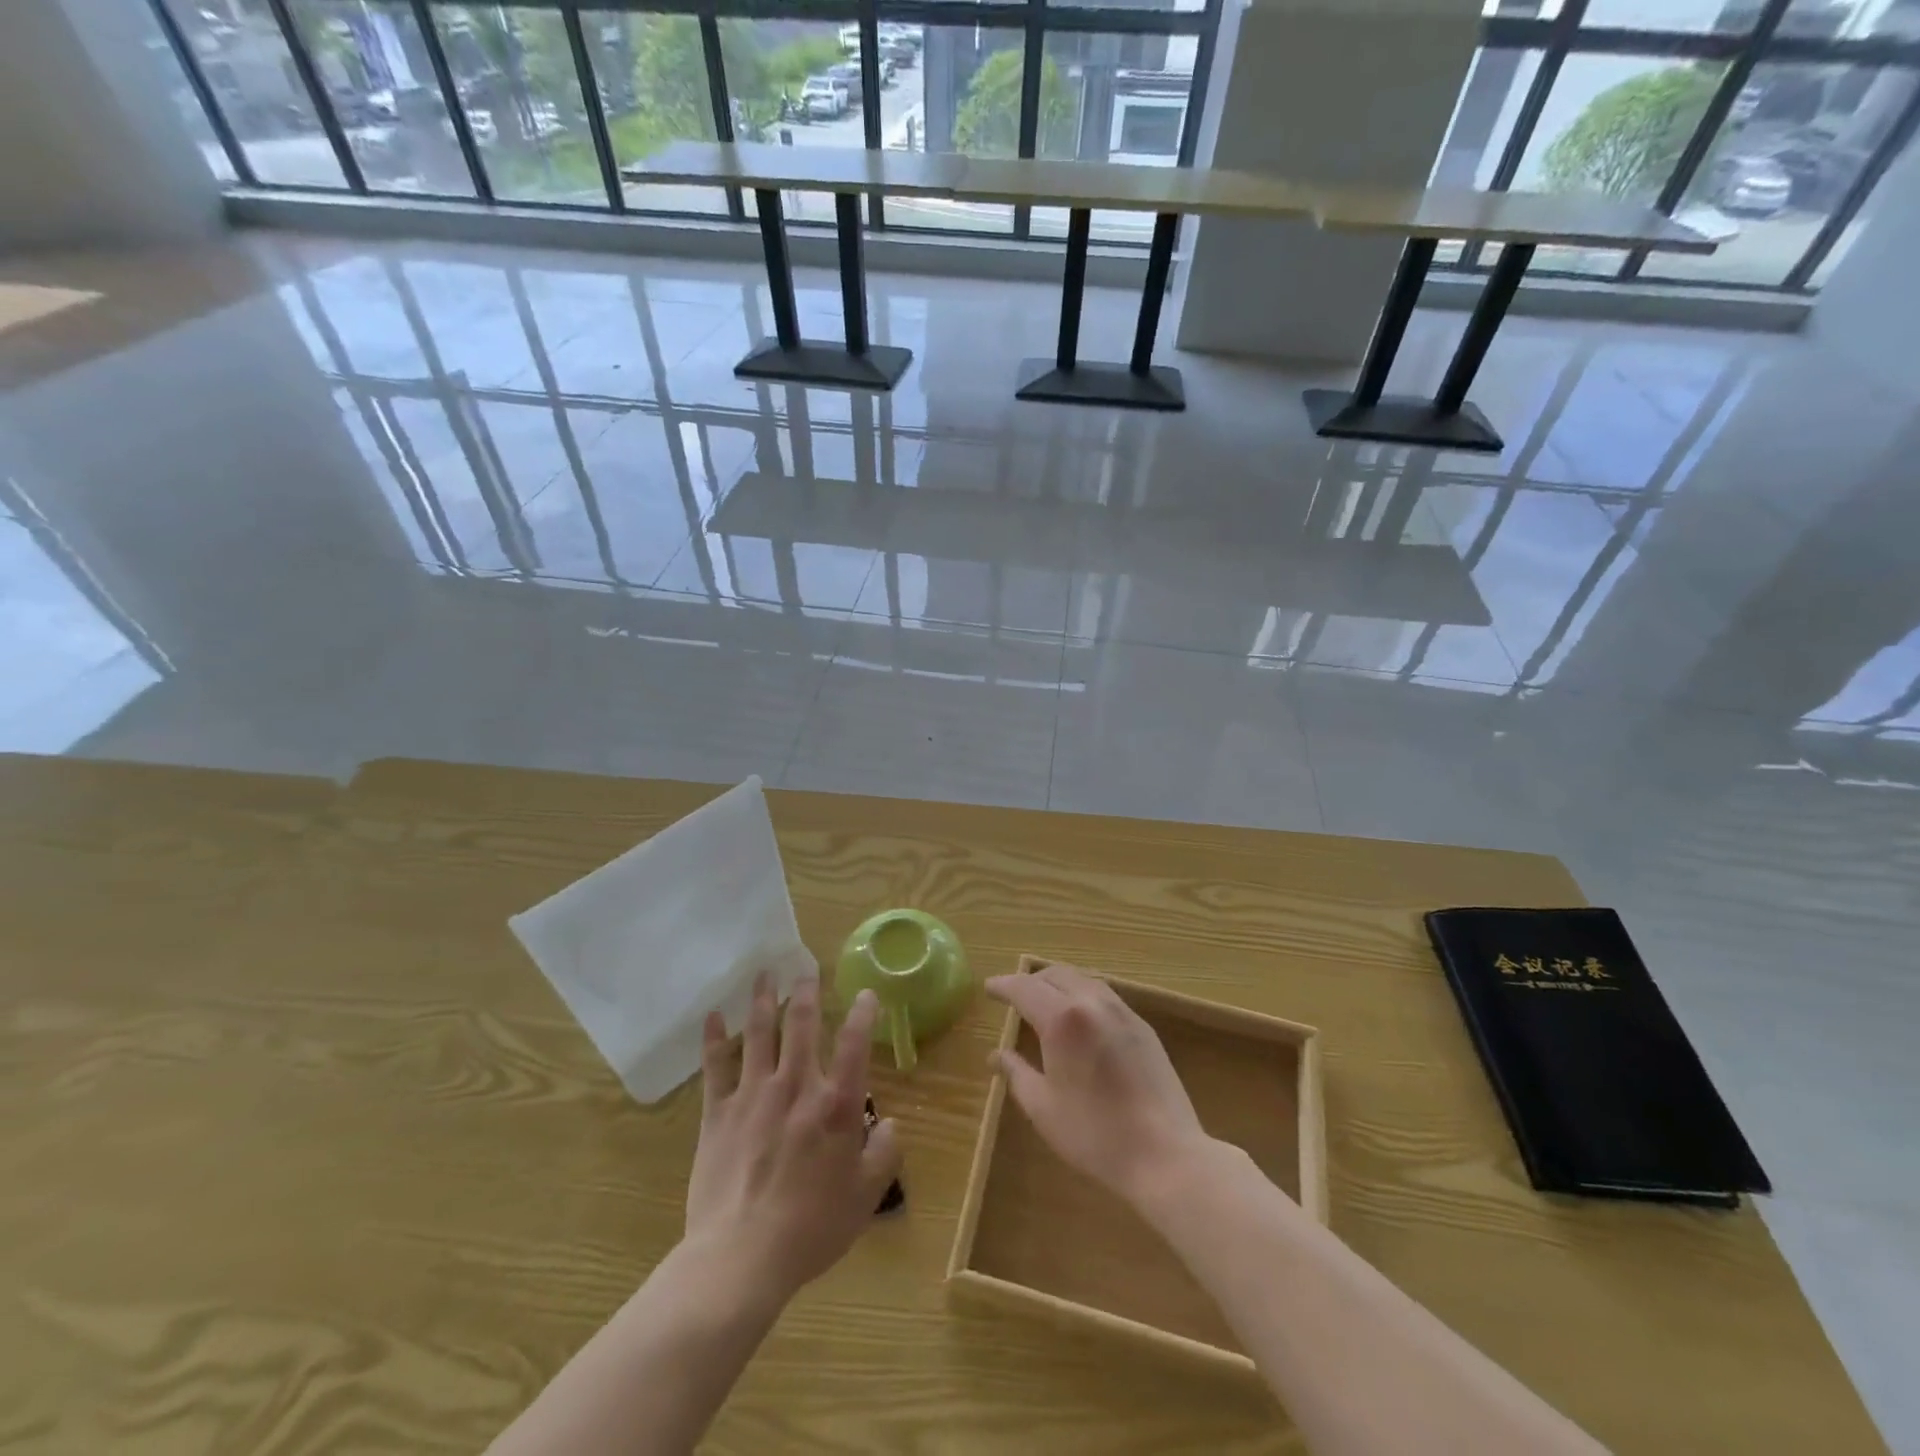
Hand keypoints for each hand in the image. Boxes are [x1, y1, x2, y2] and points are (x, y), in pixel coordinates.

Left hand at [685, 974, 901, 1302]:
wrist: (740, 1258)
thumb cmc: (810, 1228)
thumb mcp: (864, 1198)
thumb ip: (883, 1154)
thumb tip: (890, 1125)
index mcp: (835, 1105)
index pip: (854, 1045)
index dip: (862, 1014)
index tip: (866, 993)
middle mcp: (795, 1087)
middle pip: (802, 1025)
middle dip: (806, 992)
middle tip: (806, 968)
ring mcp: (753, 1095)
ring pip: (760, 1033)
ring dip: (764, 1000)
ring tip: (765, 973)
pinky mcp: (718, 1113)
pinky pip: (715, 1067)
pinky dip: (715, 1038)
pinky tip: (714, 1015)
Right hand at [986, 964, 1211, 1209]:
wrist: (1165, 1154)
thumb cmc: (1094, 1134)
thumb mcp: (1043, 1107)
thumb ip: (1016, 1073)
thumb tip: (996, 1055)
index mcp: (1062, 1019)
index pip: (1024, 988)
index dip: (1004, 985)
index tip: (989, 988)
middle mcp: (1091, 1003)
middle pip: (1054, 975)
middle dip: (1030, 981)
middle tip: (1014, 995)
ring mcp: (1122, 1011)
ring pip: (1082, 979)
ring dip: (1058, 983)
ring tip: (1045, 1001)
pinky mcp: (1142, 1026)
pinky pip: (1105, 994)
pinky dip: (1083, 994)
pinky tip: (1080, 1017)